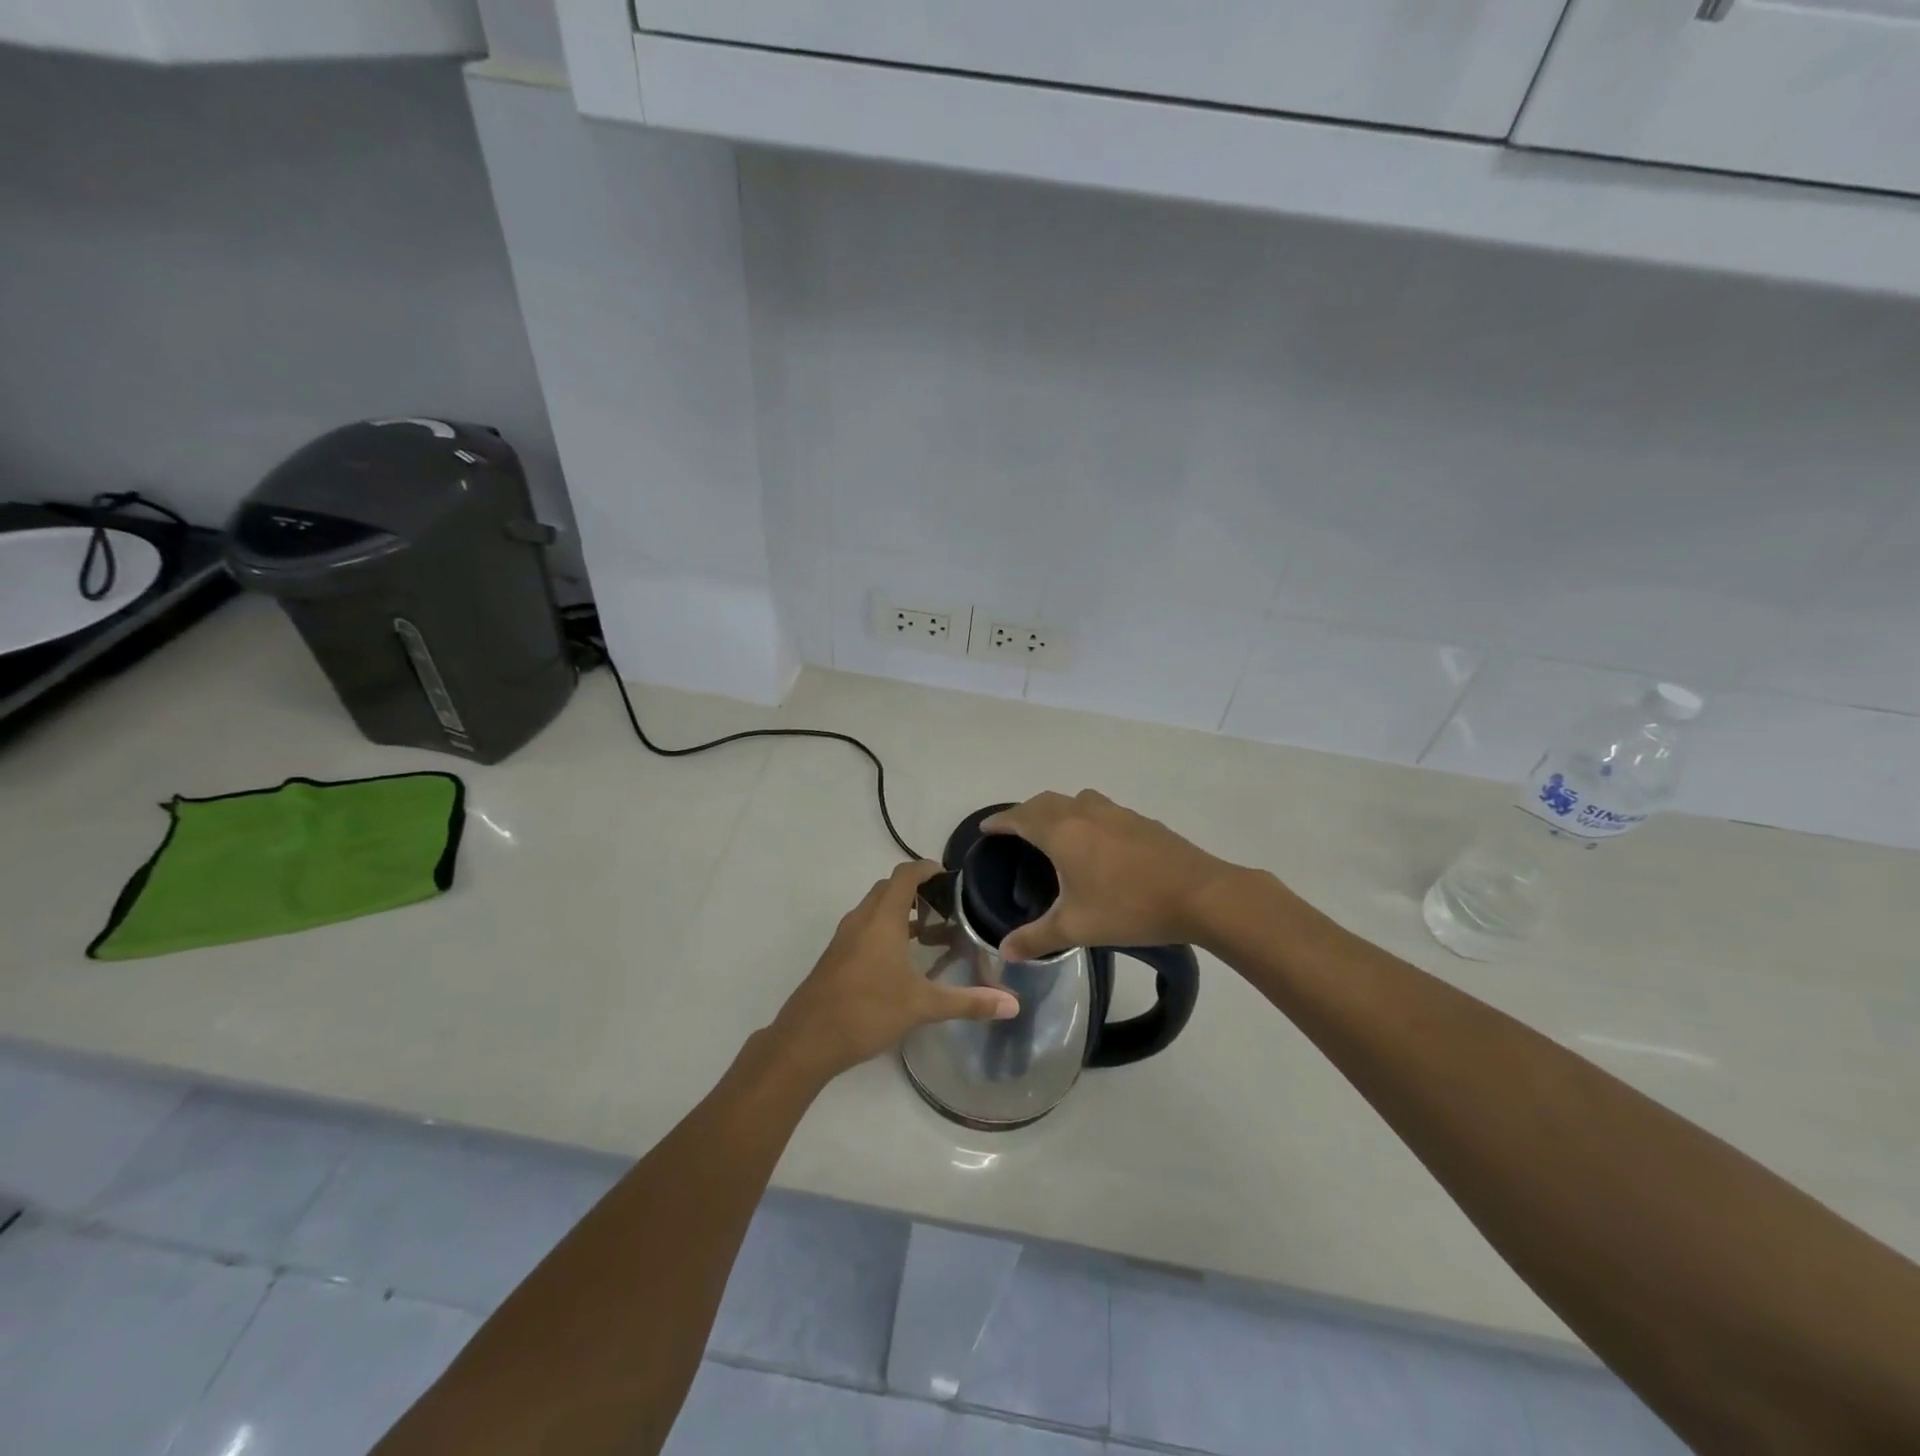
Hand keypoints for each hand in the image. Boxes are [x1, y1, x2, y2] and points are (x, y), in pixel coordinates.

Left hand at [772, 860, 1019, 1081]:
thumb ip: (968, 1002)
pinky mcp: (836, 956)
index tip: (952, 878)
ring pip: (876, 910)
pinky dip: (887, 931)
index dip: (928, 868)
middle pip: (890, 888)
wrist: (806, 1040)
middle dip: (918, 891)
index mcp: (882, 918)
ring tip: (932, 936)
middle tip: (948, 909)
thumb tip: (1014, 1005)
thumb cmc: (866, 1011)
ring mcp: (845, 938)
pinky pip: (866, 929)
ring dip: (902, 913)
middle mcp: (862, 919)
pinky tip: (903, 962)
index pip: (905, 874)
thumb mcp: (922, 1006)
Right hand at [982, 790, 1241, 961]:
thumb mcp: (1077, 928)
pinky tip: (1096, 843)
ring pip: (1076, 800)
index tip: (987, 829)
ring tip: (1054, 832)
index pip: (1020, 817)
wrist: (1200, 894)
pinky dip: (1085, 817)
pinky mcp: (1140, 820)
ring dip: (1057, 810)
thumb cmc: (1130, 908)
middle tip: (1015, 832)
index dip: (1000, 822)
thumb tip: (1004, 951)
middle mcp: (1085, 813)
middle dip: (1025, 813)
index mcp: (1062, 832)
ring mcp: (1116, 812)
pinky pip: (1100, 810)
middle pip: (1046, 802)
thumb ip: (1036, 938)